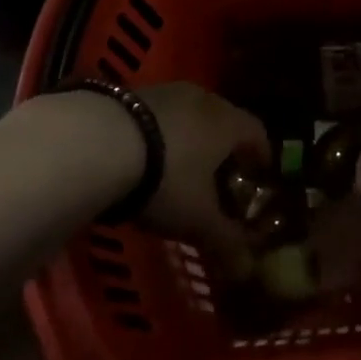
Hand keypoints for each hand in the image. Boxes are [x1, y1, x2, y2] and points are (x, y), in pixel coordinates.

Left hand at [135, 83, 270, 252]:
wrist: (99, 142)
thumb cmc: (166, 180)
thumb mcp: (198, 219)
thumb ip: (225, 241)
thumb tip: (246, 267)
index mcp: (228, 122)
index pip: (257, 132)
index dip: (261, 155)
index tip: (259, 175)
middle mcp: (202, 99)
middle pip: (222, 119)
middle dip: (223, 147)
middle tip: (218, 175)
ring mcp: (164, 92)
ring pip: (187, 114)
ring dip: (188, 137)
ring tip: (177, 167)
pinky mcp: (129, 93)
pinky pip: (155, 114)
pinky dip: (157, 133)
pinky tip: (141, 157)